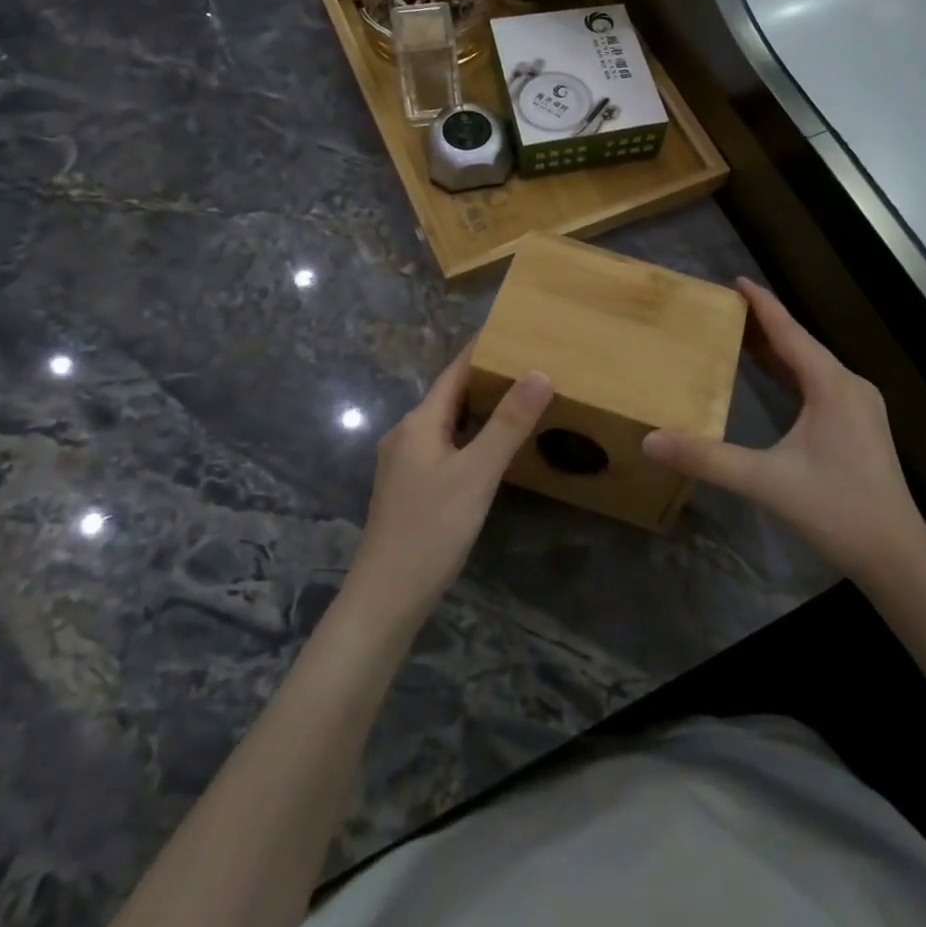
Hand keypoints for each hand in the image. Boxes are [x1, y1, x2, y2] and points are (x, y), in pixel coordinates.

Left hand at [346, 341, 551, 625]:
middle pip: (450, 394)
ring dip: (480, 408)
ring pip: (448, 422)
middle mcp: (407, 434)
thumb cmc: (431, 529)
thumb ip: (508, 424)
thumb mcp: (477, 474)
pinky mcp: (410, 488)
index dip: (483, 348)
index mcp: (419, 422)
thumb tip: (539, 372)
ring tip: (520, 398)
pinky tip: (493, 448)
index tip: (514, 328)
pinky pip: (445, 446)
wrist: (385, 598)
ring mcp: (405, 463)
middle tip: (529, 362)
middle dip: (487, 377)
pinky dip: (471, 435)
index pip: (455, 370)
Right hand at [643, 279, 925, 582]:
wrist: (896, 554)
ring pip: (812, 364)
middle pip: (801, 343)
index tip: (736, 280)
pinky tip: (773, 377)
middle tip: (725, 308)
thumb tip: (651, 440)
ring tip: (740, 335)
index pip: (790, 332)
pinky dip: (792, 373)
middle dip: (764, 324)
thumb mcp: (765, 482)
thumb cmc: (836, 510)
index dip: (762, 305)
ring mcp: (859, 406)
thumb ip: (707, 459)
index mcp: (832, 386)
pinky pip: (820, 384)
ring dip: (778, 349)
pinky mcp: (860, 425)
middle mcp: (850, 385)